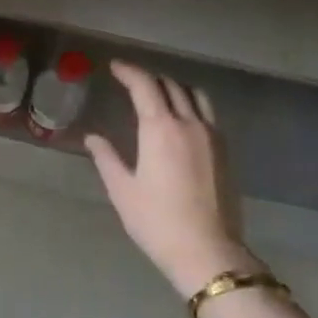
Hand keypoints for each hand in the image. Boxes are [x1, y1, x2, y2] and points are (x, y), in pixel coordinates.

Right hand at [86, 60, 252, 298]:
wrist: (207, 251)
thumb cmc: (157, 221)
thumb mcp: (122, 190)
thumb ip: (106, 158)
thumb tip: (92, 138)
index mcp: (161, 129)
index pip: (145, 85)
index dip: (129, 71)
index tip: (115, 67)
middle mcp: (190, 123)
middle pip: (171, 85)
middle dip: (149, 78)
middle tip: (131, 81)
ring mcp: (212, 136)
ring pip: (195, 96)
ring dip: (174, 87)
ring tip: (158, 94)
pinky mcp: (225, 151)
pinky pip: (207, 114)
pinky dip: (191, 105)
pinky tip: (181, 120)